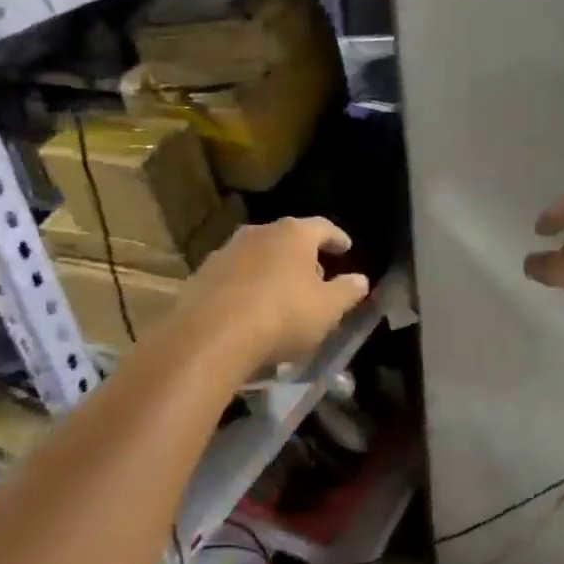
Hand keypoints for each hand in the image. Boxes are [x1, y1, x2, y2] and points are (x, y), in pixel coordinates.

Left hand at [178, 217, 370, 372]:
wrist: (211, 336)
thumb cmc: (282, 316)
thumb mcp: (327, 309)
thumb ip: (347, 291)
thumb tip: (360, 279)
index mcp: (293, 234)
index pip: (322, 227)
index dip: (337, 238)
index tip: (346, 248)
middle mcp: (258, 233)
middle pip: (288, 239)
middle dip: (304, 257)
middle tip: (317, 278)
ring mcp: (226, 252)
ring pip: (259, 256)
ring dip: (274, 271)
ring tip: (283, 296)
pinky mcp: (202, 275)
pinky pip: (236, 276)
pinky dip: (249, 286)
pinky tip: (252, 309)